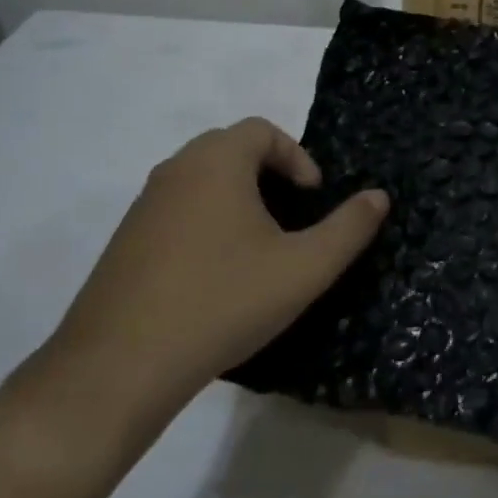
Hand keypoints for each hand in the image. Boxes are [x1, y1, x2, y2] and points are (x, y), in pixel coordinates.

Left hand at [33, 119, 387, 454]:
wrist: (119, 366)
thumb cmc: (223, 301)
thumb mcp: (304, 268)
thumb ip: (349, 228)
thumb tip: (379, 196)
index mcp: (216, 162)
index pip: (261, 130)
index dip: (297, 156)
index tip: (313, 197)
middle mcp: (175, 170)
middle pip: (230, 149)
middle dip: (269, 174)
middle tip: (291, 217)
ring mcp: (143, 206)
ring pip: (201, 180)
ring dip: (237, 199)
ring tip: (260, 248)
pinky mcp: (125, 241)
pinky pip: (177, 210)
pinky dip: (206, 222)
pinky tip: (217, 275)